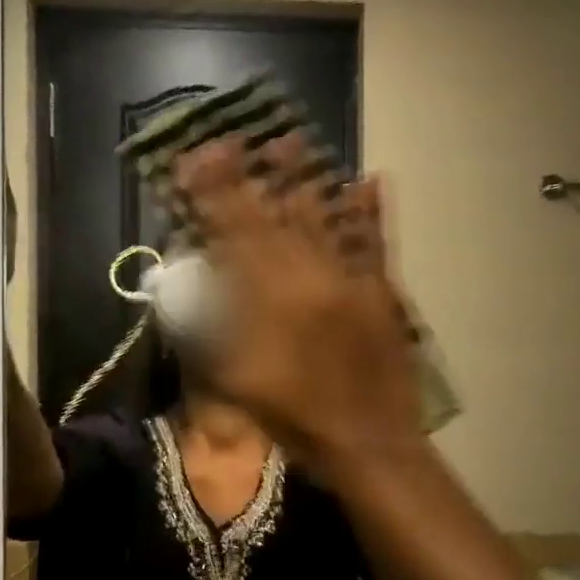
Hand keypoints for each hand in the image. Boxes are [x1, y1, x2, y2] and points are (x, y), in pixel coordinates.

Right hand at [173, 136, 422, 474]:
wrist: (369, 442)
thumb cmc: (297, 418)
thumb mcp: (238, 379)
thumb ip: (216, 330)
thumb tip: (202, 287)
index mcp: (270, 301)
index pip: (233, 234)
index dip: (212, 195)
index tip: (197, 161)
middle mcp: (309, 278)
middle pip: (274, 216)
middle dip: (250, 176)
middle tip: (235, 139)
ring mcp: (351, 279)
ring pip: (323, 218)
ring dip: (305, 178)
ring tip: (291, 137)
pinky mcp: (382, 291)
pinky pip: (376, 241)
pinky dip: (370, 210)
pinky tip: (370, 179)